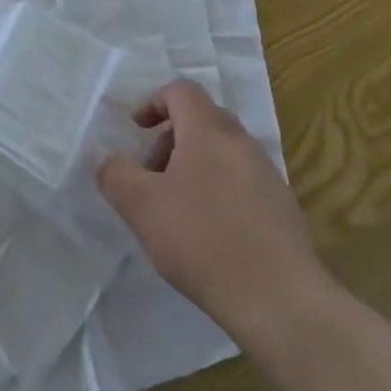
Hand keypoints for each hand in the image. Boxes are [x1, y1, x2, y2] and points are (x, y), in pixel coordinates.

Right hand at [98, 80, 325, 342]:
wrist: (280, 299)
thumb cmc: (203, 240)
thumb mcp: (142, 207)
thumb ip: (116, 174)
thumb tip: (109, 159)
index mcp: (209, 130)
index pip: (181, 90)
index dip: (153, 102)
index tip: (136, 131)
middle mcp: (241, 141)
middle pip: (201, 119)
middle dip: (170, 140)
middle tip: (151, 177)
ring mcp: (267, 173)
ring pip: (221, 152)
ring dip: (192, 167)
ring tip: (176, 211)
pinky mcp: (282, 206)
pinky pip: (241, 181)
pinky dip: (217, 191)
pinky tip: (208, 234)